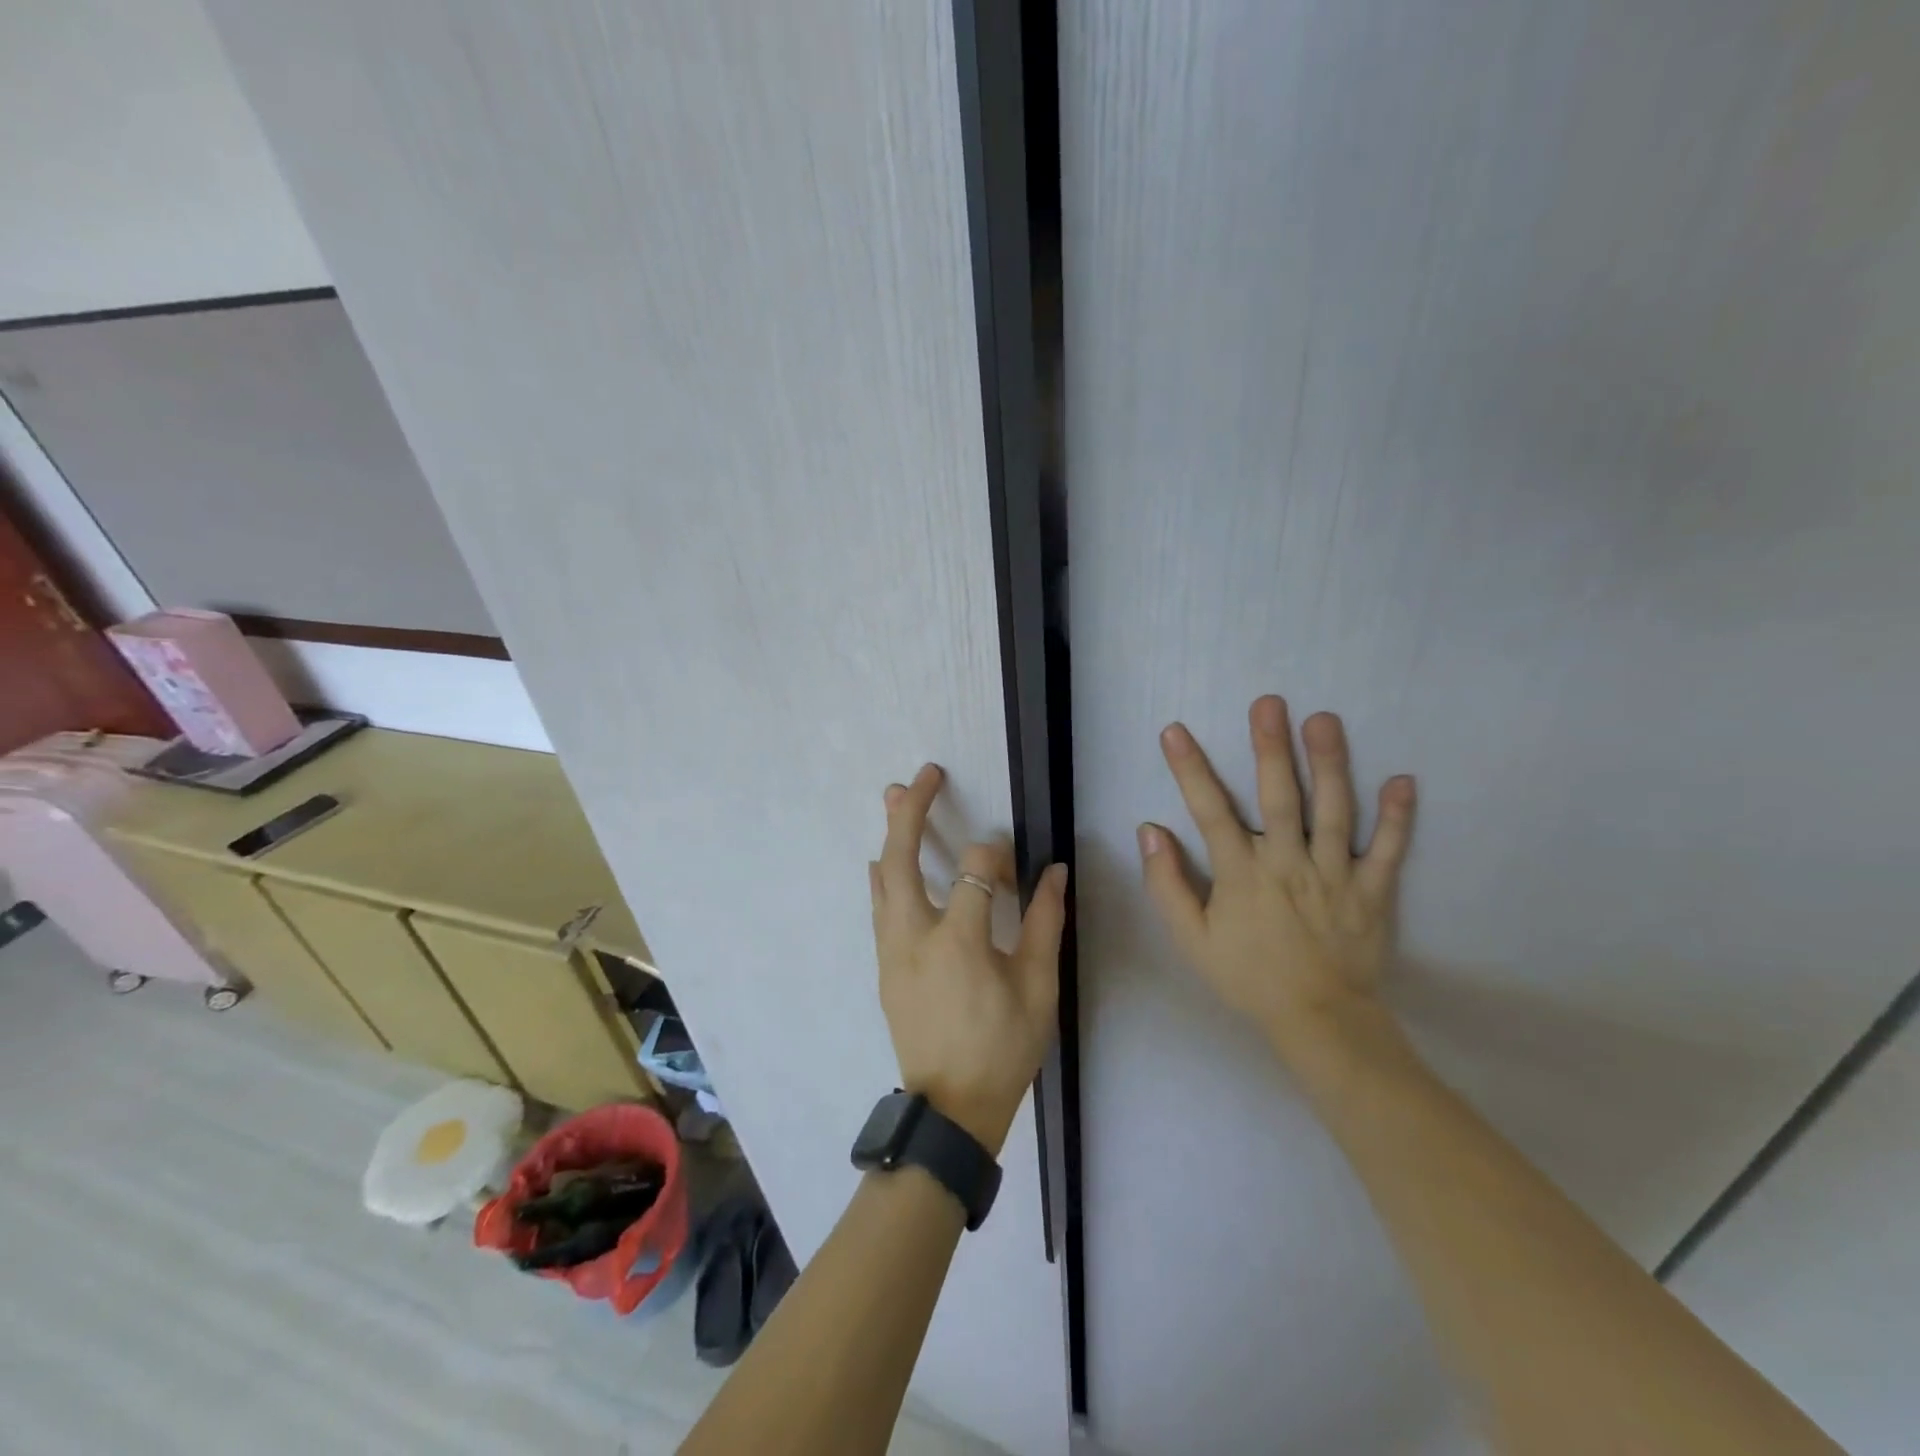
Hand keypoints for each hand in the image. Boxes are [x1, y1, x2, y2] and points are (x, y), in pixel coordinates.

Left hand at [870, 764, 1067, 1155]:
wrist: (951, 1109)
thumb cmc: (1003, 1048)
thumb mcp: (1037, 988)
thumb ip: (1044, 924)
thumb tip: (1054, 871)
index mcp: (958, 941)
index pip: (977, 871)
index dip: (999, 857)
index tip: (1018, 870)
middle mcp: (914, 936)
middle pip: (902, 859)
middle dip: (911, 812)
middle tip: (922, 776)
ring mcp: (891, 951)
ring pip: (882, 879)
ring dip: (891, 835)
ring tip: (896, 796)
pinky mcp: (885, 965)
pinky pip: (880, 906)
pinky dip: (885, 874)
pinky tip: (886, 860)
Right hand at [1139, 696, 1414, 1063]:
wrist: (1319, 1021)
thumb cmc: (1248, 977)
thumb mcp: (1191, 940)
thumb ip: (1167, 886)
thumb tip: (1149, 832)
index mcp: (1242, 874)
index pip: (1210, 811)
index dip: (1190, 769)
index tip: (1175, 731)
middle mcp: (1288, 864)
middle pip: (1279, 797)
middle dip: (1271, 747)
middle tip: (1269, 703)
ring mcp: (1336, 875)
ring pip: (1334, 811)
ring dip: (1330, 763)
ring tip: (1325, 720)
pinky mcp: (1374, 891)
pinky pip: (1389, 850)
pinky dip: (1398, 817)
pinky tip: (1403, 780)